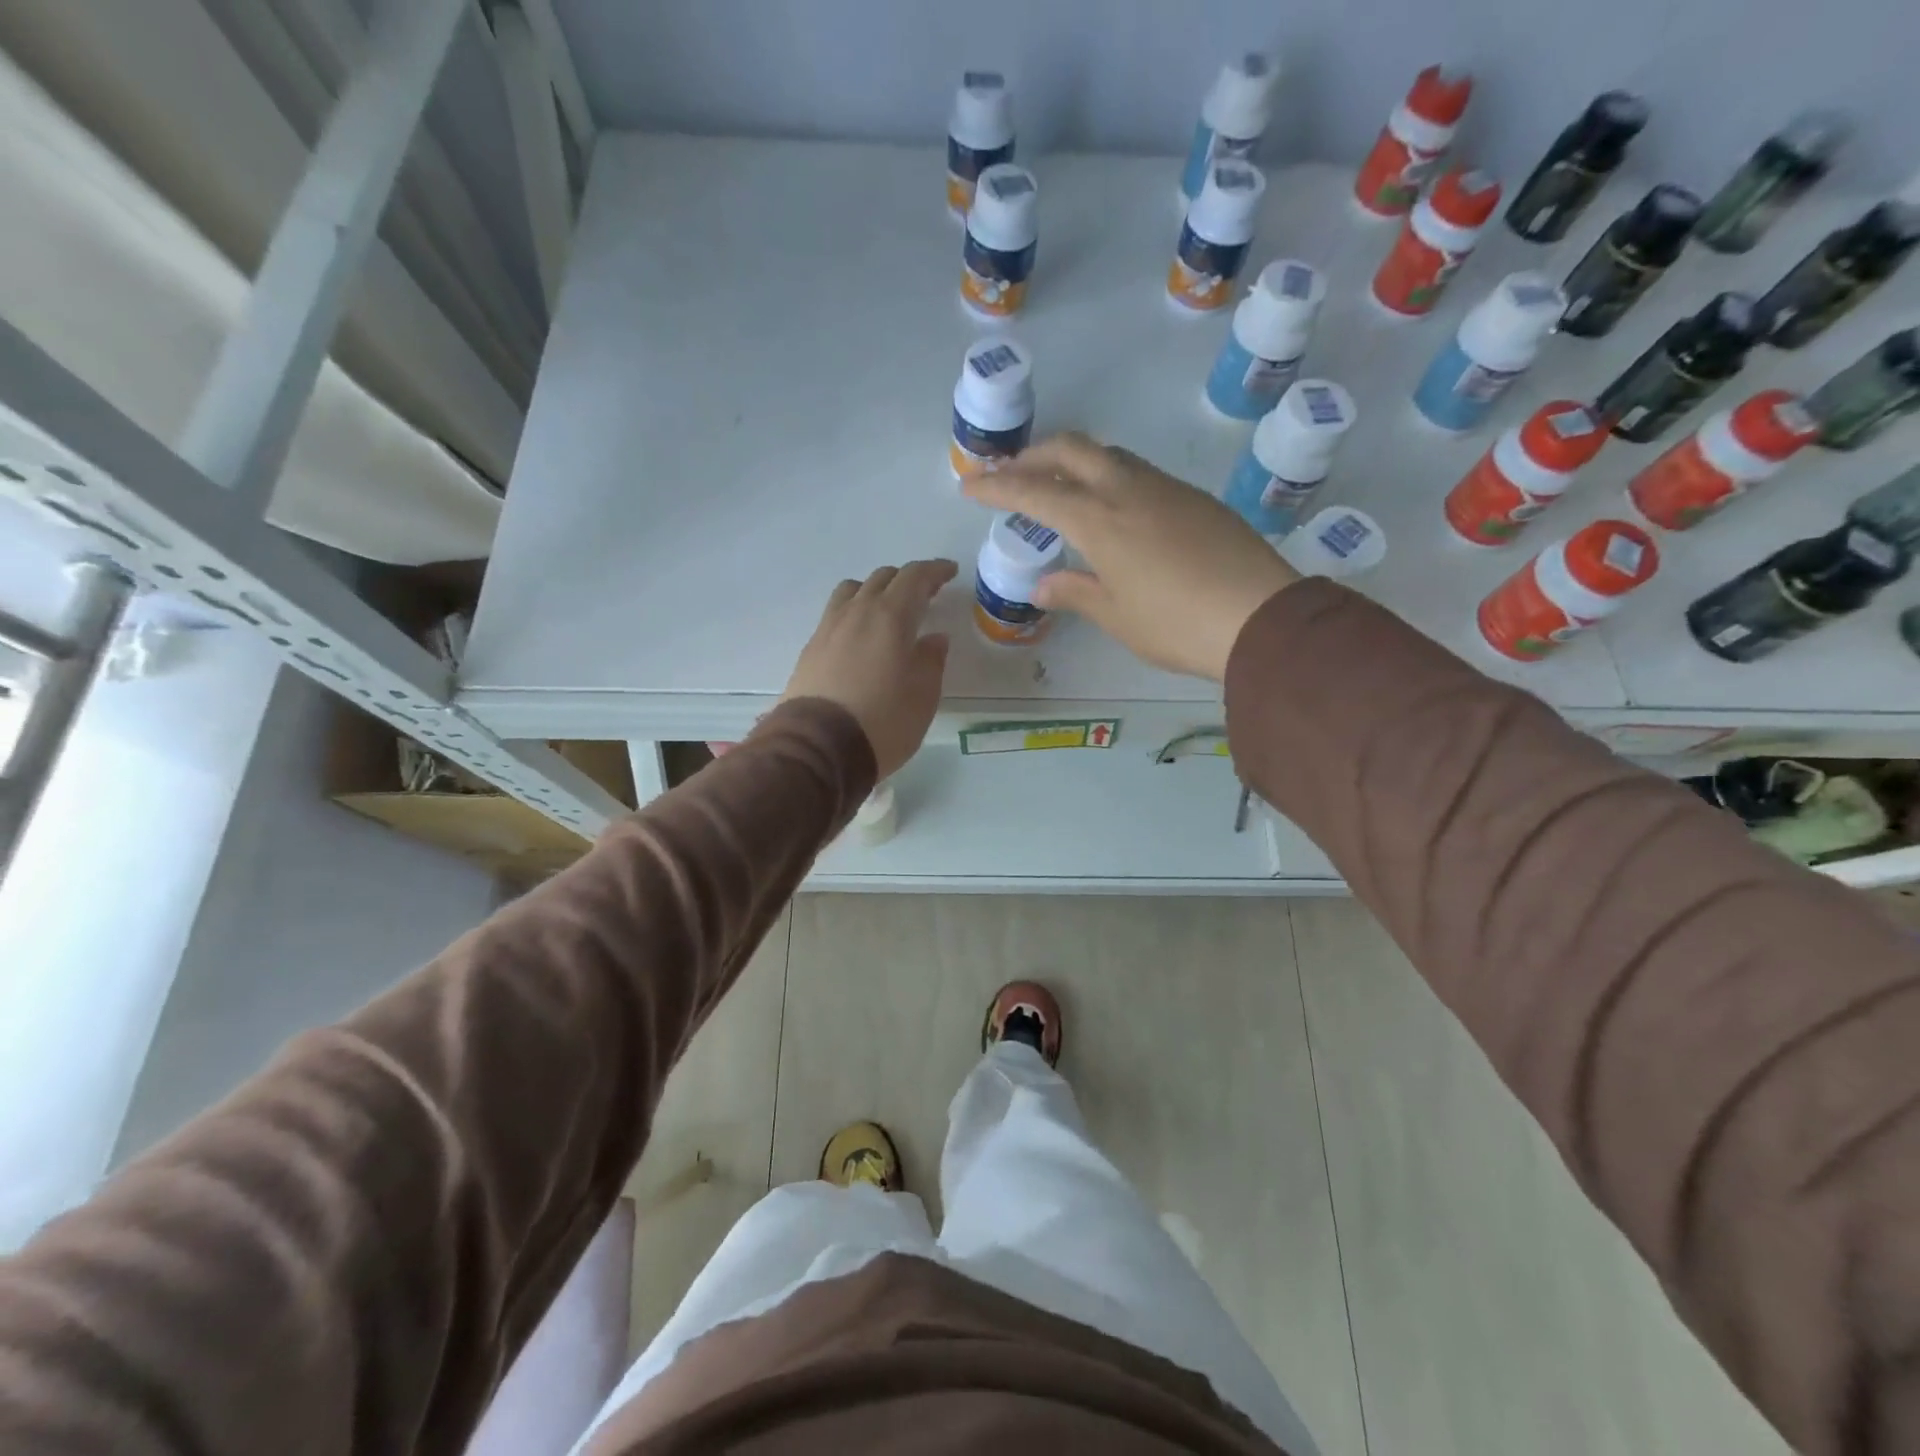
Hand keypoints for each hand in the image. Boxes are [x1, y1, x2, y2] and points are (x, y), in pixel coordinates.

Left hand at [781, 560, 956, 778]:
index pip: (915, 577)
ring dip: (875, 591)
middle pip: (882, 578)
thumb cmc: (884, 720)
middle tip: (925, 594)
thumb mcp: (923, 694)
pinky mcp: (811, 648)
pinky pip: (836, 614)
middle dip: (907, 580)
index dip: (935, 571)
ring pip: (853, 591)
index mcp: (890, 616)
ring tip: (888, 610)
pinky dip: (854, 612)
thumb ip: (931, 660)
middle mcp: (857, 612)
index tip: (950, 572)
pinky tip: (861, 635)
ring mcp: (829, 628)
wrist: (819, 746)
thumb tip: (934, 639)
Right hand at [963, 434, 1299, 680]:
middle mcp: (1128, 490)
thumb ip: (1075, 592)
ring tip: (1057, 487)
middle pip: (1071, 449)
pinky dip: (1107, 476)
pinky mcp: (1193, 497)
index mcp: (1100, 520)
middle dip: (1033, 456)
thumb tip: (1042, 585)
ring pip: (1108, 455)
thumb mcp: (1116, 615)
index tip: (970, 486)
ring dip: (1073, 462)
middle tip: (1010, 476)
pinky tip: (1110, 506)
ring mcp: (1165, 488)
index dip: (998, 487)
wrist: (1261, 617)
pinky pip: (1137, 471)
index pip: (1035, 491)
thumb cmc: (1176, 624)